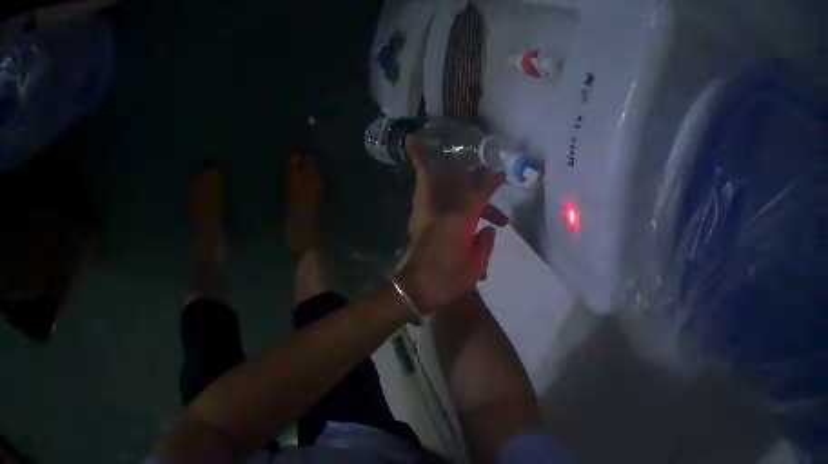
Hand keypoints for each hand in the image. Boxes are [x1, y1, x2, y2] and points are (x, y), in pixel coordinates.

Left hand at [397, 136, 508, 313]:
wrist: (416, 288)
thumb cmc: (449, 278)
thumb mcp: (476, 264)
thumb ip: (485, 243)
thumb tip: (488, 230)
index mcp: (459, 219)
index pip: (479, 193)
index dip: (491, 182)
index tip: (501, 174)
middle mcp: (443, 210)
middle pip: (459, 184)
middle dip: (473, 176)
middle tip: (486, 172)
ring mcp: (427, 214)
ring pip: (444, 188)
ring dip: (457, 183)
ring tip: (473, 192)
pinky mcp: (420, 222)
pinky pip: (429, 196)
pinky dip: (433, 185)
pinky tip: (446, 195)